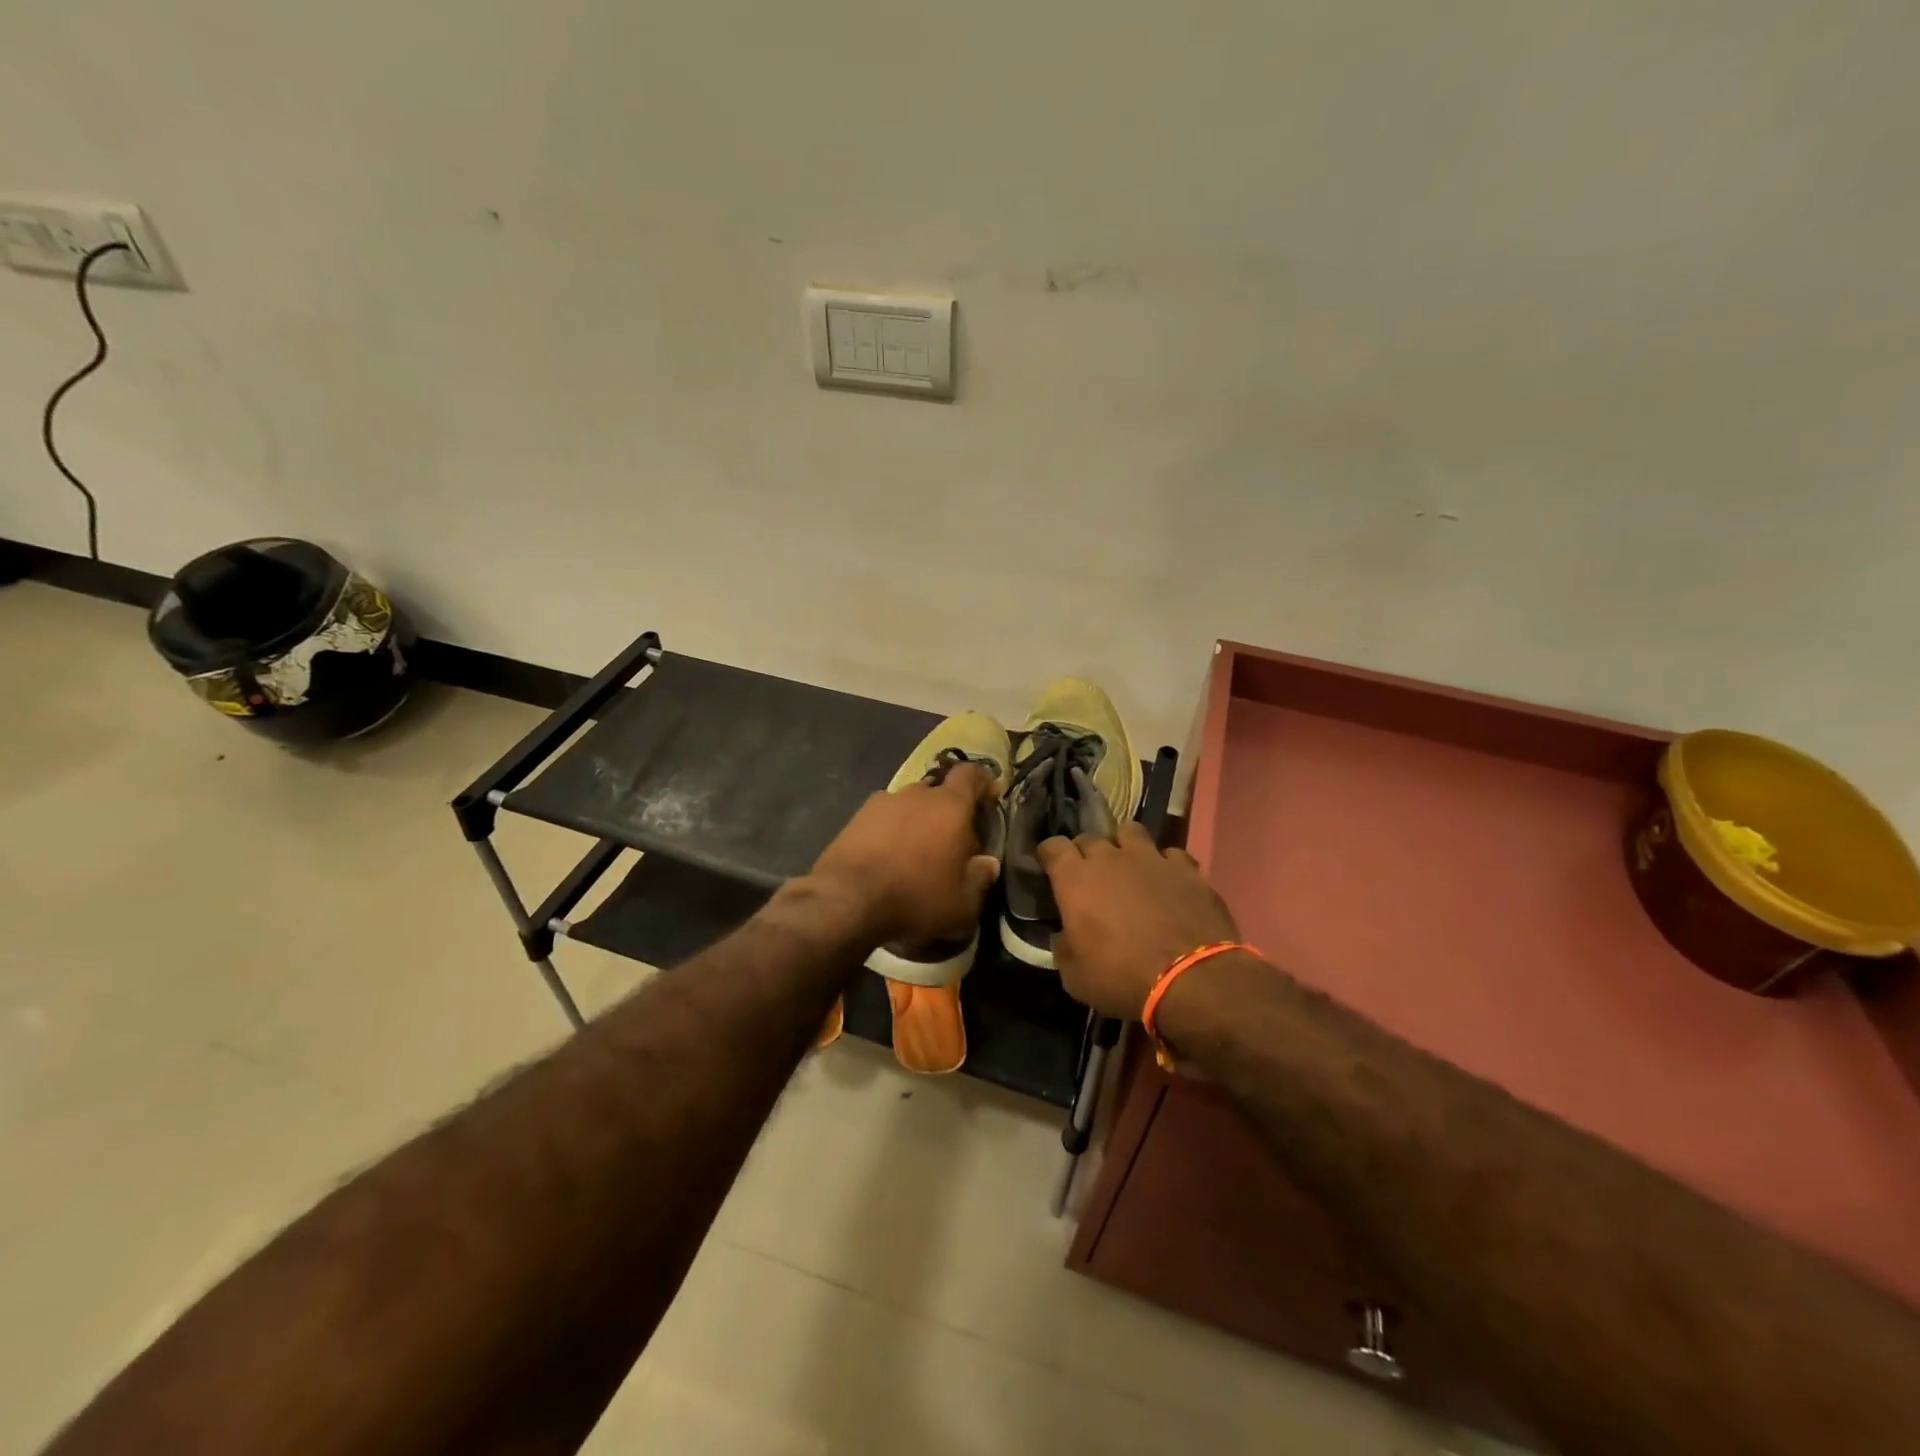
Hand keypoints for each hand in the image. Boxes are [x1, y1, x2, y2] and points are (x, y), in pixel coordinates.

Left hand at [808, 761, 1001, 947]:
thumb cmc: (915, 897)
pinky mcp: (856, 817)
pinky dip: (890, 831)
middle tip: (951, 841)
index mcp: (950, 805)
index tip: (988, 801)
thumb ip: (980, 879)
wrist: (846, 900)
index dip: (983, 783)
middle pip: (939, 791)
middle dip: (948, 811)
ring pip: (909, 804)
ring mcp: (882, 802)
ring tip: (915, 853)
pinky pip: (883, 818)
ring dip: (917, 821)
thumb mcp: (962, 903)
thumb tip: (988, 863)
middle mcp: (917, 794)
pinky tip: (887, 857)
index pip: (971, 774)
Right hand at [1039, 822, 1240, 1019]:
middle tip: (1089, 877)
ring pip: (1130, 831)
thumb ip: (1064, 947)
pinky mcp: (1186, 868)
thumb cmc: (1123, 978)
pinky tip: (1168, 882)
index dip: (1050, 856)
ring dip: (1124, 845)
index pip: (1053, 846)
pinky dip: (1165, 865)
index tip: (1050, 869)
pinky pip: (1170, 854)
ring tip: (1129, 866)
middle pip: (1090, 838)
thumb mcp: (1075, 977)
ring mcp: (1151, 858)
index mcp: (1076, 880)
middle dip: (1085, 853)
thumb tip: (1065, 935)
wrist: (1193, 979)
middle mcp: (1110, 858)